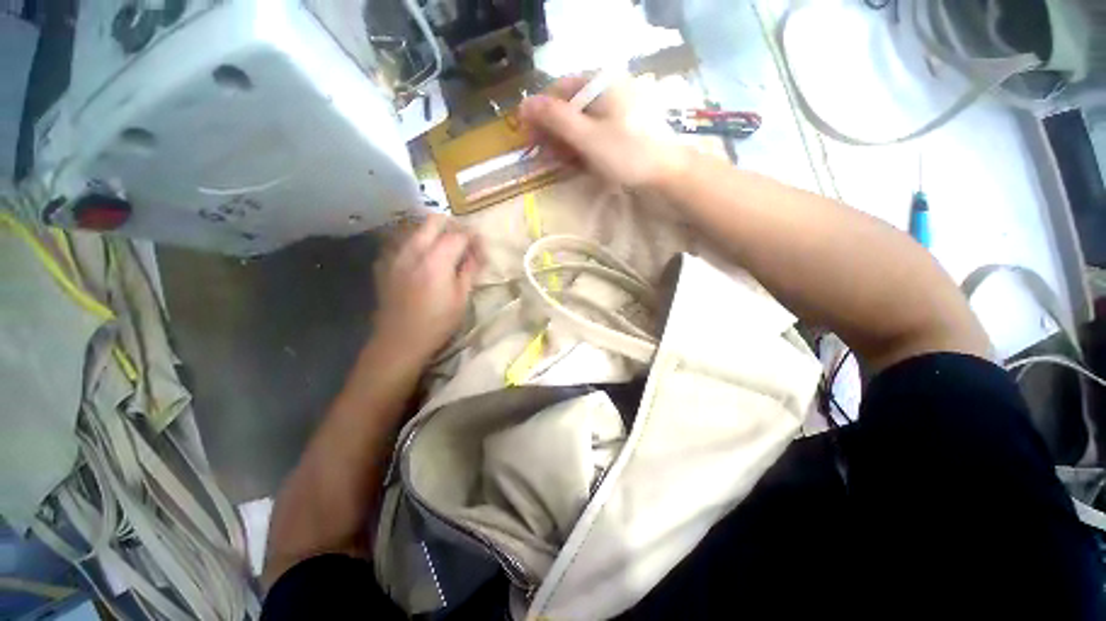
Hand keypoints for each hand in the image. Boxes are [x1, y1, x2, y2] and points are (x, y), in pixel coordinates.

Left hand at [372, 215, 482, 363]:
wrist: (399, 340)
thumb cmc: (437, 323)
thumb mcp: (461, 299)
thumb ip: (470, 270)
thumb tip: (479, 252)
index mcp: (436, 260)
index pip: (458, 235)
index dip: (473, 237)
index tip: (481, 244)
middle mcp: (413, 250)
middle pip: (434, 221)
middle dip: (452, 226)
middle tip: (463, 242)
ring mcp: (396, 255)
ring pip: (417, 229)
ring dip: (434, 233)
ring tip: (445, 251)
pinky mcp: (385, 263)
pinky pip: (404, 243)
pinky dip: (418, 245)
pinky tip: (423, 261)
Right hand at [518, 75, 687, 188]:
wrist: (669, 175)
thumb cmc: (628, 153)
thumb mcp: (588, 137)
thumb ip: (555, 119)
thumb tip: (524, 105)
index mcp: (601, 83)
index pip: (558, 90)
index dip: (540, 114)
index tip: (528, 139)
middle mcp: (609, 90)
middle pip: (570, 107)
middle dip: (553, 132)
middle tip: (542, 156)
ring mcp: (618, 111)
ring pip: (582, 122)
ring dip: (566, 142)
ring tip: (558, 163)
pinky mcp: (624, 129)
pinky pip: (595, 133)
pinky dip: (583, 147)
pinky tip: (576, 162)